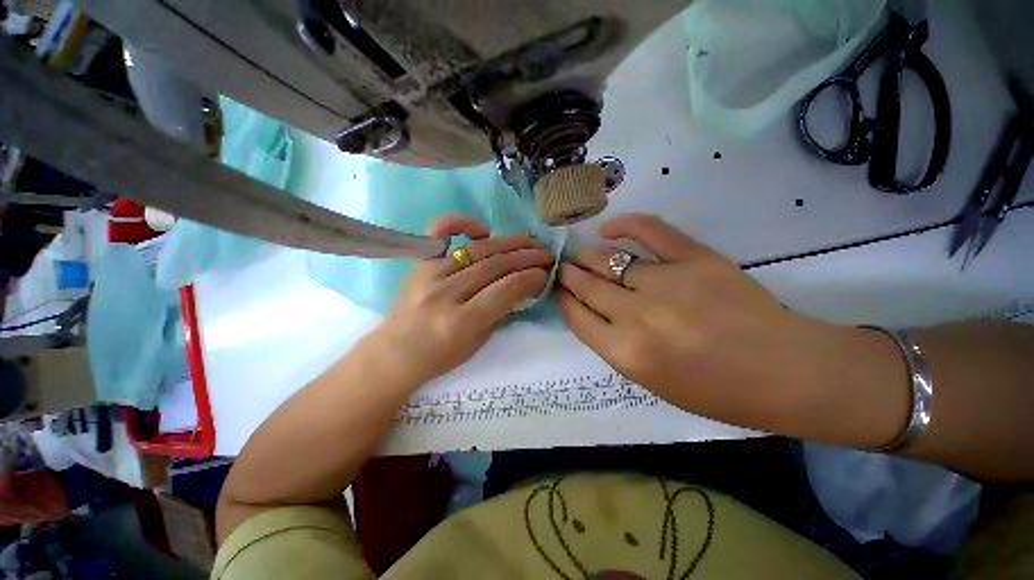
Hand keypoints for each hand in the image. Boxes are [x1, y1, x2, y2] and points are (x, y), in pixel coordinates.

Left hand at [368, 215, 552, 384]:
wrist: (395, 353)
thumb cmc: (440, 356)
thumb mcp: (479, 342)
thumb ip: (502, 311)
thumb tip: (524, 285)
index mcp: (460, 322)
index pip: (505, 290)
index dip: (531, 278)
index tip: (545, 274)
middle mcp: (445, 294)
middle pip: (495, 266)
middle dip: (527, 257)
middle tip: (546, 254)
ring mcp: (429, 274)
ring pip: (478, 250)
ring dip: (509, 243)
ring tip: (530, 242)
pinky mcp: (420, 263)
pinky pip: (439, 232)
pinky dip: (461, 223)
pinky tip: (483, 230)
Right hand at [556, 214, 895, 435]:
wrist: (785, 373)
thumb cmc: (715, 390)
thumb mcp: (649, 381)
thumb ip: (613, 344)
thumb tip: (590, 310)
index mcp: (626, 352)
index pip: (576, 315)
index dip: (562, 298)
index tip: (558, 289)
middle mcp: (638, 316)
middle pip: (586, 284)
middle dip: (568, 274)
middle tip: (563, 268)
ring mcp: (667, 282)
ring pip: (608, 259)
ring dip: (587, 255)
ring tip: (580, 253)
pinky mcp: (696, 258)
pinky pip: (650, 231)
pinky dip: (625, 225)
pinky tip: (609, 228)